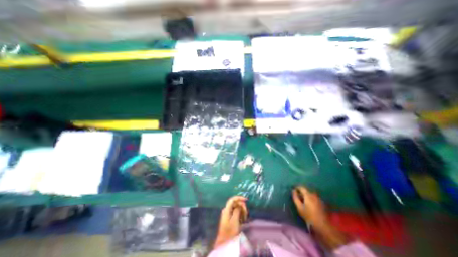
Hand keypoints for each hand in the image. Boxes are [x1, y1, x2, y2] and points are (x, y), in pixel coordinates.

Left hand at [214, 197, 246, 246]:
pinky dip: (240, 214)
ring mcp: (228, 213)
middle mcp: (227, 210)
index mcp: (226, 209)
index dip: (239, 198)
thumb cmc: (229, 231)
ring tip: (245, 218)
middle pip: (235, 203)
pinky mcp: (230, 218)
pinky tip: (243, 219)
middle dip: (242, 206)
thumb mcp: (235, 220)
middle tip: (246, 213)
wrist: (224, 242)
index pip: (232, 199)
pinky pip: (236, 212)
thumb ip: (237, 210)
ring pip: (236, 208)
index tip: (246, 199)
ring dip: (242, 211)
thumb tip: (240, 204)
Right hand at [293, 187, 328, 225]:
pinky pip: (314, 197)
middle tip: (297, 196)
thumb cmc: (309, 216)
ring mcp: (319, 198)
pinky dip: (310, 198)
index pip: (301, 187)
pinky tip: (309, 204)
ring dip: (306, 195)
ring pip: (310, 194)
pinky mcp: (322, 203)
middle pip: (306, 190)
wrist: (323, 225)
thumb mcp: (299, 207)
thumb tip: (293, 190)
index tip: (293, 190)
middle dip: (301, 192)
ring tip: (303, 200)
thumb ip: (295, 197)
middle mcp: (314, 195)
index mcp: (308, 195)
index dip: (297, 187)